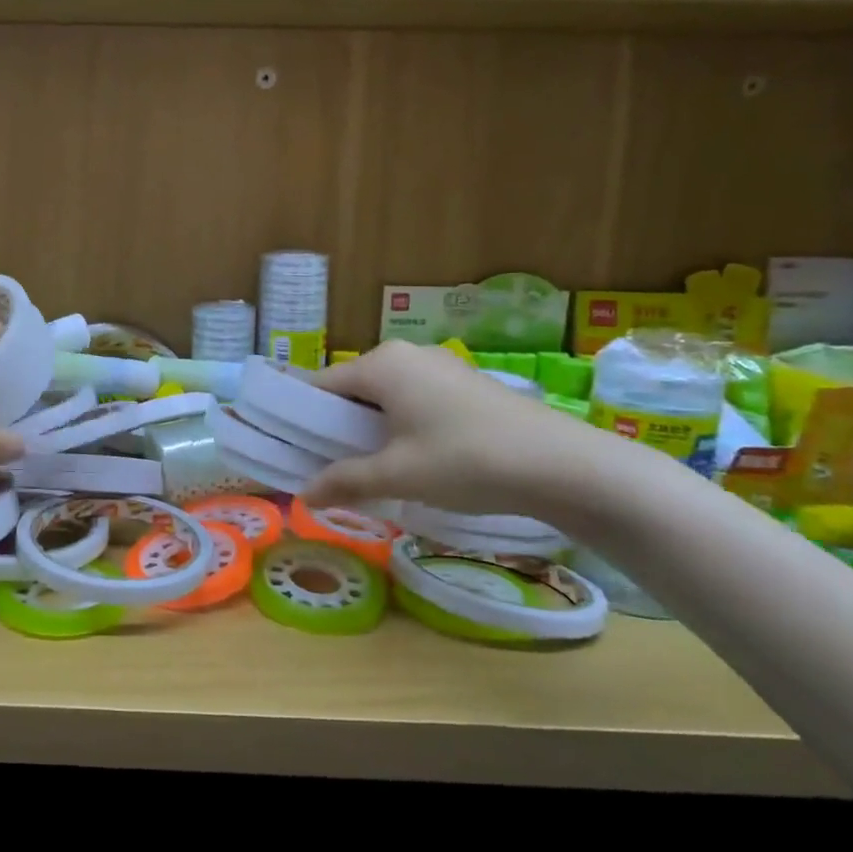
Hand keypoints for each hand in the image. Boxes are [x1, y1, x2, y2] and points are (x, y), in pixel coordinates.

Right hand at [301, 341, 587, 514]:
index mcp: (381, 364)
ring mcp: (439, 365)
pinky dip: (399, 424)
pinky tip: (411, 457)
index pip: (320, 385)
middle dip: (336, 425)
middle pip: (352, 388)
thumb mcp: (398, 475)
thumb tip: (303, 497)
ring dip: (369, 427)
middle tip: (327, 465)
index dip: (301, 417)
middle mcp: (406, 354)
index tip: (290, 449)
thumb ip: (345, 481)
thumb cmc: (466, 460)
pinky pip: (413, 398)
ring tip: (368, 467)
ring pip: (384, 394)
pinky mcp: (465, 383)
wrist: (563, 465)